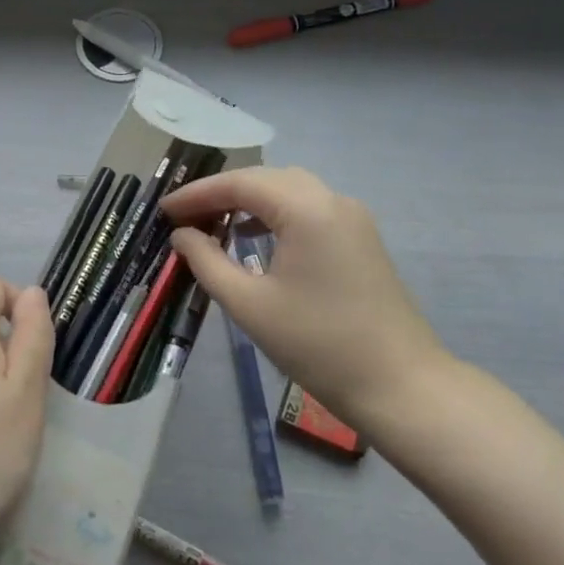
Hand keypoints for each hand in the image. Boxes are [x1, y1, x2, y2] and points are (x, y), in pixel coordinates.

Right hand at [163, 167, 455, 434]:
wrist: (400, 385)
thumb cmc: (317, 345)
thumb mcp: (249, 305)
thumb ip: (207, 261)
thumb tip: (182, 235)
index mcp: (307, 210)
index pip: (240, 183)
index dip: (197, 194)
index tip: (164, 210)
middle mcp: (333, 200)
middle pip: (266, 179)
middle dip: (221, 192)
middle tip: (183, 216)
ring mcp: (352, 217)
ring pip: (289, 190)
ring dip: (248, 200)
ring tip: (212, 223)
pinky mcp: (360, 238)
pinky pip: (309, 208)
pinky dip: (275, 213)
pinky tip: (253, 235)